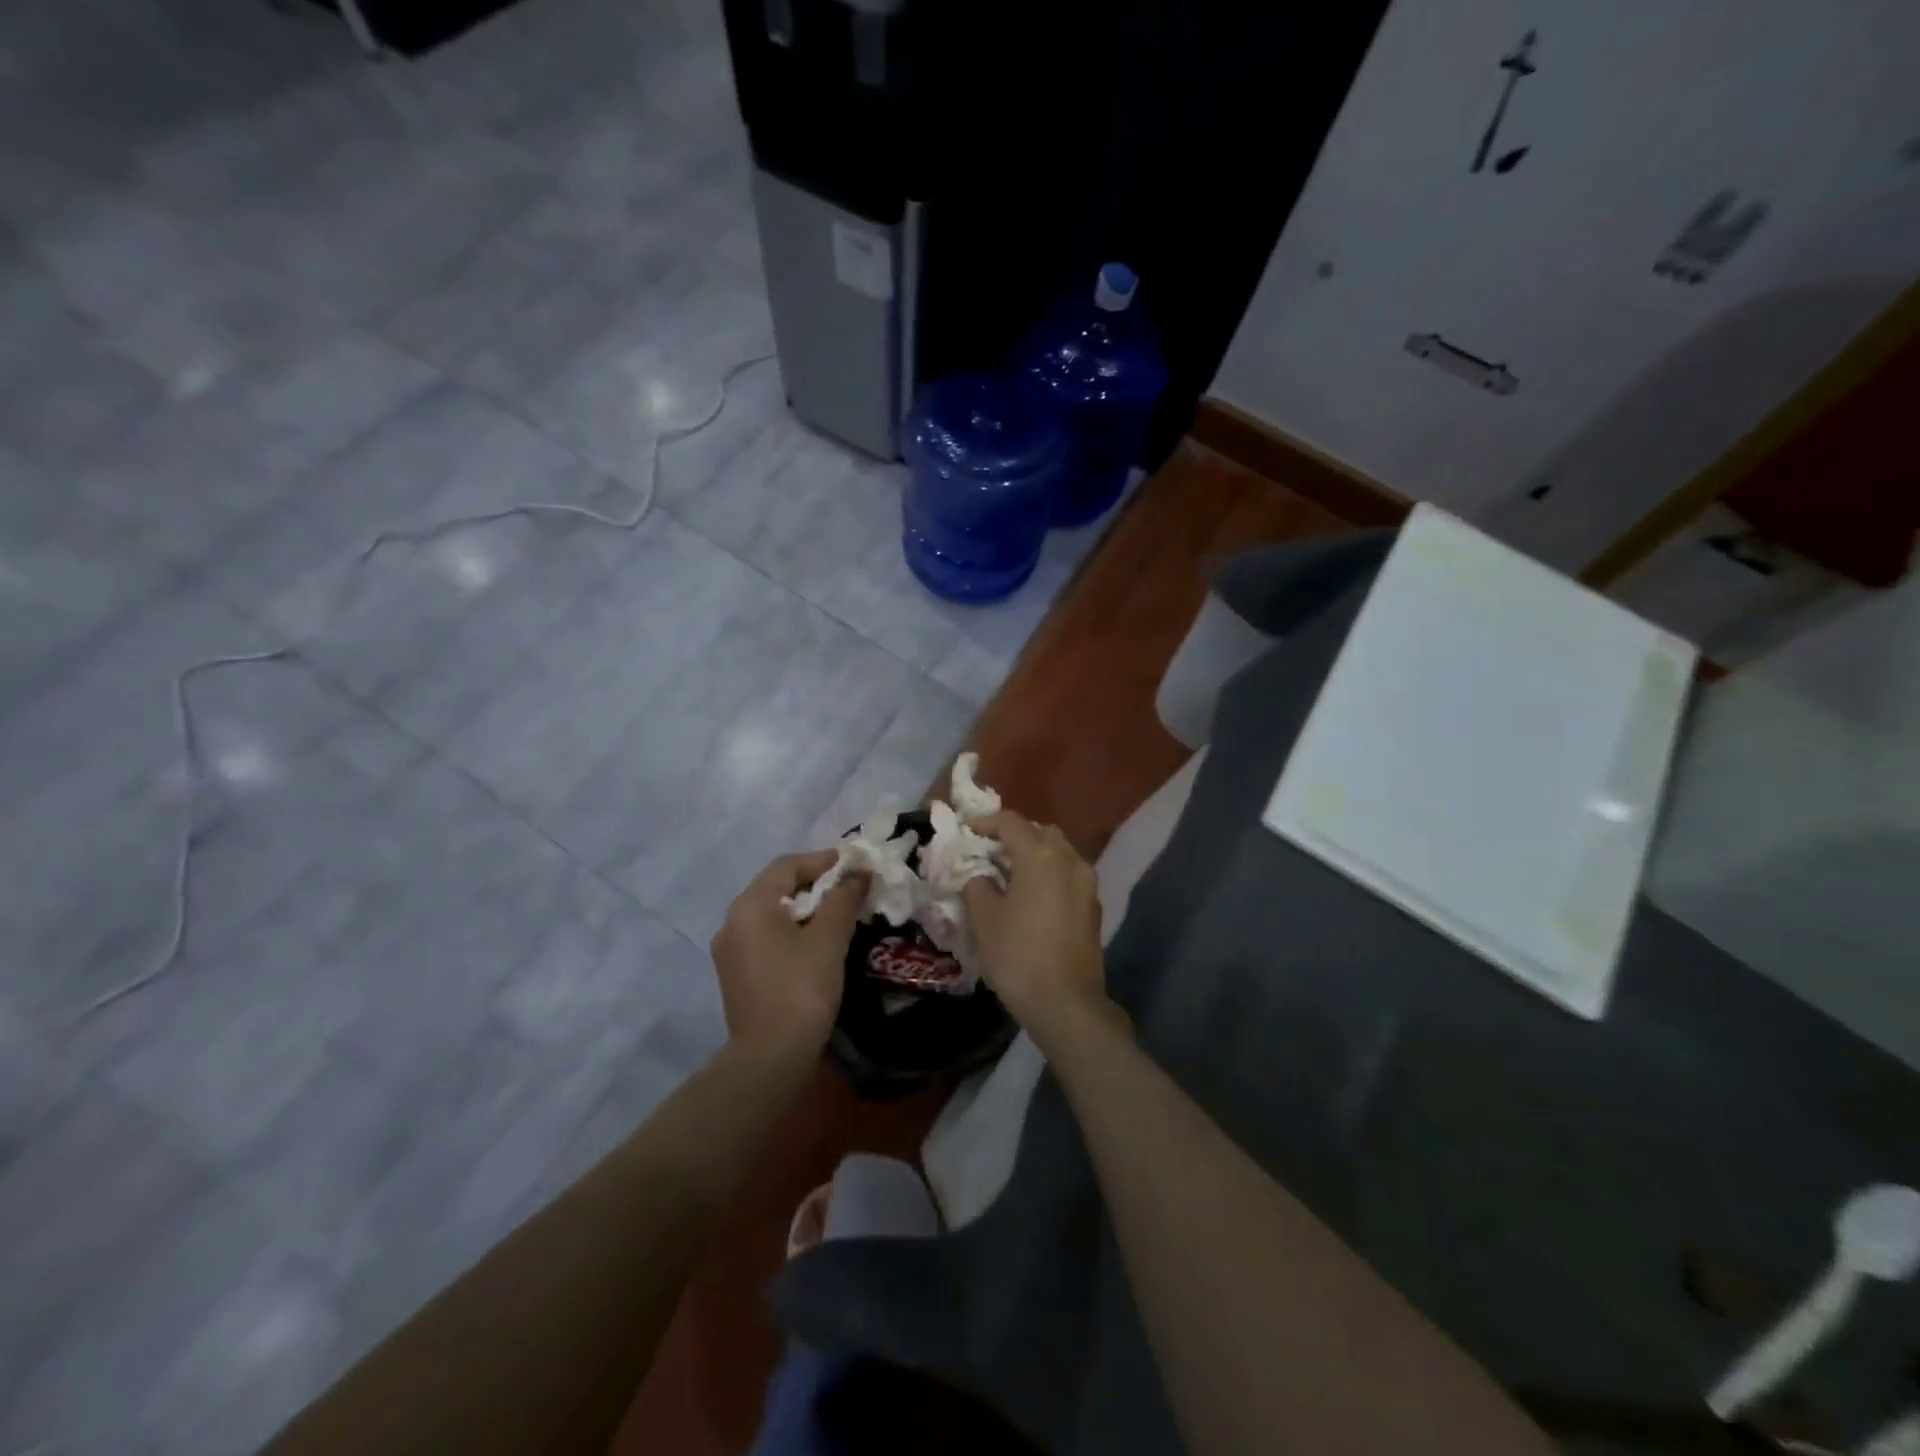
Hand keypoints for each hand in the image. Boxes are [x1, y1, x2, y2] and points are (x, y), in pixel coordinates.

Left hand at [711, 851, 864, 1063]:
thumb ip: (843, 899)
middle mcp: (732, 922)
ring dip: (803, 909)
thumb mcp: (829, 938)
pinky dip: (790, 932)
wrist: (770, 1056)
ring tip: (837, 916)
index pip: (787, 865)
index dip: (822, 860)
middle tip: (849, 889)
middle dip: (814, 884)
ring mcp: (730, 951)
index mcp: (750, 905)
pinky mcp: (736, 976)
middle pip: (776, 888)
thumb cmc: (801, 987)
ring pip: (770, 915)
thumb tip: (858, 873)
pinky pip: (765, 939)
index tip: (853, 866)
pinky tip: (815, 946)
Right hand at [962, 813, 1116, 1050]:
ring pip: (1058, 853)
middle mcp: (1070, 859)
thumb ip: (977, 885)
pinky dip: (1048, 875)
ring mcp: (1087, 883)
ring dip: (1034, 855)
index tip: (966, 830)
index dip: (985, 822)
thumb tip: (980, 877)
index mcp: (1041, 855)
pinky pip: (1067, 876)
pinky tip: (1031, 896)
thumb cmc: (1018, 955)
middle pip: (1039, 833)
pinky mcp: (1093, 907)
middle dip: (1013, 837)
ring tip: (1009, 874)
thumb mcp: (984, 918)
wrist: (1067, 1004)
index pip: (1010, 822)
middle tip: (988, 852)